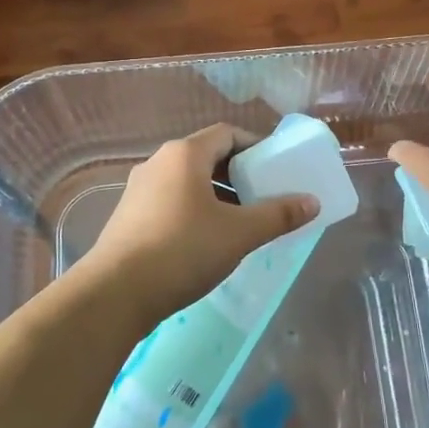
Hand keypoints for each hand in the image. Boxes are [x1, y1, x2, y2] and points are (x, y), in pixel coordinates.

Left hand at [79, 125, 319, 322]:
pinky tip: (206, 242)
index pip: (227, 134)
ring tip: (239, 224)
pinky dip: (194, 211)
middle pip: (206, 156)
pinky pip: (171, 202)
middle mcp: (158, 163)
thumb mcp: (239, 234)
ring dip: (216, 196)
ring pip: (187, 182)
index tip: (274, 170)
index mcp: (184, 154)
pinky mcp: (128, 216)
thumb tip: (313, 202)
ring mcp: (139, 190)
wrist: (116, 293)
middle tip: (263, 198)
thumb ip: (278, 215)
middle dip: (237, 175)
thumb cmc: (183, 250)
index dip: (255, 146)